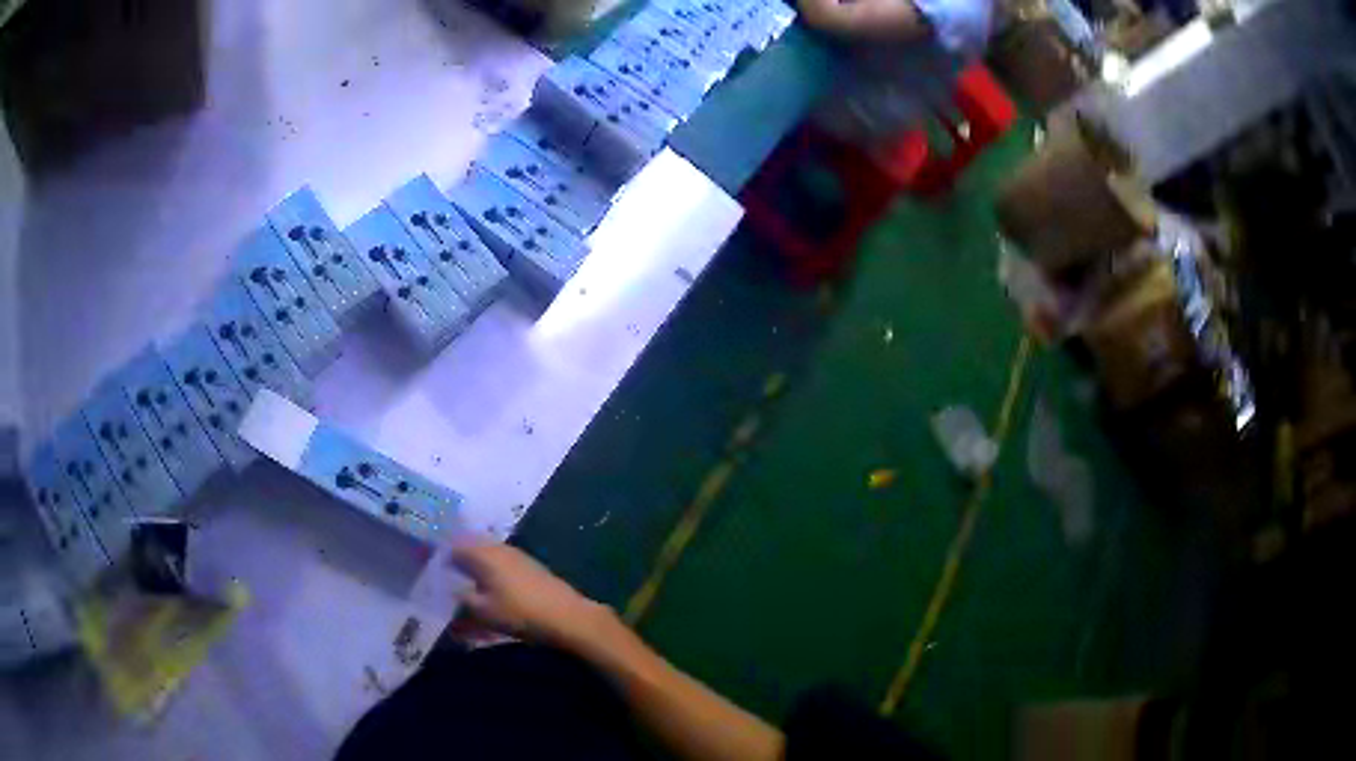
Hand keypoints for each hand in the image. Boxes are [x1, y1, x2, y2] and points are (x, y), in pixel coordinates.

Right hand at [451, 542, 612, 648]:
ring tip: (462, 580)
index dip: (439, 551)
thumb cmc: (520, 613)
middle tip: (442, 570)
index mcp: (483, 553)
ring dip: (474, 563)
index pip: (453, 544)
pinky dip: (490, 570)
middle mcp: (498, 547)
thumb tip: (451, 588)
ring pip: (487, 553)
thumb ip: (462, 597)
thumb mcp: (483, 610)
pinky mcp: (530, 567)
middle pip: (471, 545)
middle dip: (456, 556)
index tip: (425, 560)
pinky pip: (501, 562)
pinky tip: (488, 585)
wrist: (568, 616)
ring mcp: (516, 555)